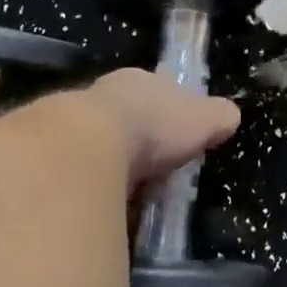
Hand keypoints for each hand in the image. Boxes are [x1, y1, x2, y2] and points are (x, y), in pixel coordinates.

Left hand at [74, 68, 240, 191]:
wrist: (88, 147)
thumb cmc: (153, 123)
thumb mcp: (203, 118)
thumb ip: (218, 116)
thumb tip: (231, 117)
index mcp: (139, 80)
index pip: (158, 92)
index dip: (171, 115)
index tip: (180, 139)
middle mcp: (105, 96)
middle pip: (129, 120)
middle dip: (141, 144)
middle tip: (158, 173)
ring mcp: (74, 126)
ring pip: (103, 147)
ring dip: (116, 168)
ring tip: (133, 196)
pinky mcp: (55, 160)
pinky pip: (84, 175)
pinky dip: (96, 189)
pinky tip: (107, 207)